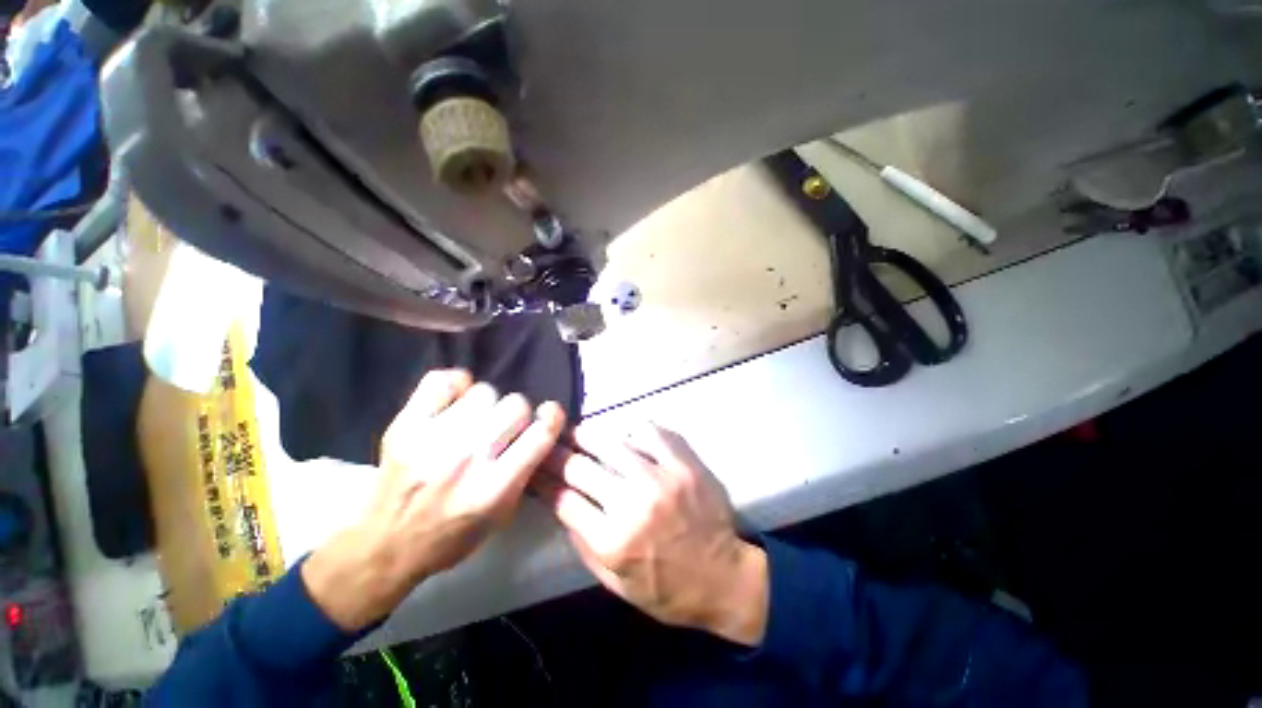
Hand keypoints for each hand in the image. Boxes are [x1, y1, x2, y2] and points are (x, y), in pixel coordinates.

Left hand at [303, 370, 565, 630]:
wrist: (384, 545)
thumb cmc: (452, 534)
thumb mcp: (502, 515)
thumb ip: (525, 472)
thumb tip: (540, 430)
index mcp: (496, 487)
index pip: (540, 433)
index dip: (552, 417)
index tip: (548, 414)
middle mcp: (468, 460)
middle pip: (515, 405)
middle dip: (516, 415)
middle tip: (502, 429)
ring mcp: (433, 440)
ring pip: (484, 391)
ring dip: (486, 404)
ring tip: (473, 419)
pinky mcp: (404, 426)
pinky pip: (442, 381)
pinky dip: (454, 385)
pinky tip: (453, 401)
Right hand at [535, 423, 768, 645]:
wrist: (723, 577)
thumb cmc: (666, 589)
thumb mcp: (615, 583)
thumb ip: (583, 543)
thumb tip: (561, 503)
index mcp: (612, 541)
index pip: (563, 499)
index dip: (542, 480)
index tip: (532, 468)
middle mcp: (633, 504)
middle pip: (580, 466)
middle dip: (556, 452)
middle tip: (547, 441)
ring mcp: (661, 479)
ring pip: (610, 442)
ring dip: (587, 435)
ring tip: (576, 432)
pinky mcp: (683, 464)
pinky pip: (649, 432)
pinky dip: (632, 431)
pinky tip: (626, 437)